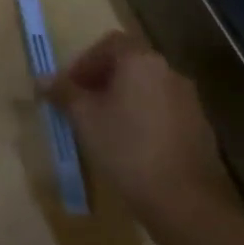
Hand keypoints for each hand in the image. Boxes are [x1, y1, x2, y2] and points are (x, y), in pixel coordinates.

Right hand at [50, 31, 243, 227]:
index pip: (110, 43)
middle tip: (82, 106)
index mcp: (141, 61)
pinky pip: (163, 111)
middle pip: (129, 64)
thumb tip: (43, 79)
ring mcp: (189, 101)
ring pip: (147, 89)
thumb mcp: (84, 118)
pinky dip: (143, 117)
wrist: (185, 201)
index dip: (85, 61)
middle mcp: (169, 72)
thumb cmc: (127, 148)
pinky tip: (131, 146)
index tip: (70, 86)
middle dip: (102, 80)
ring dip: (123, 99)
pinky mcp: (200, 128)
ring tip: (103, 128)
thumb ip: (63, 92)